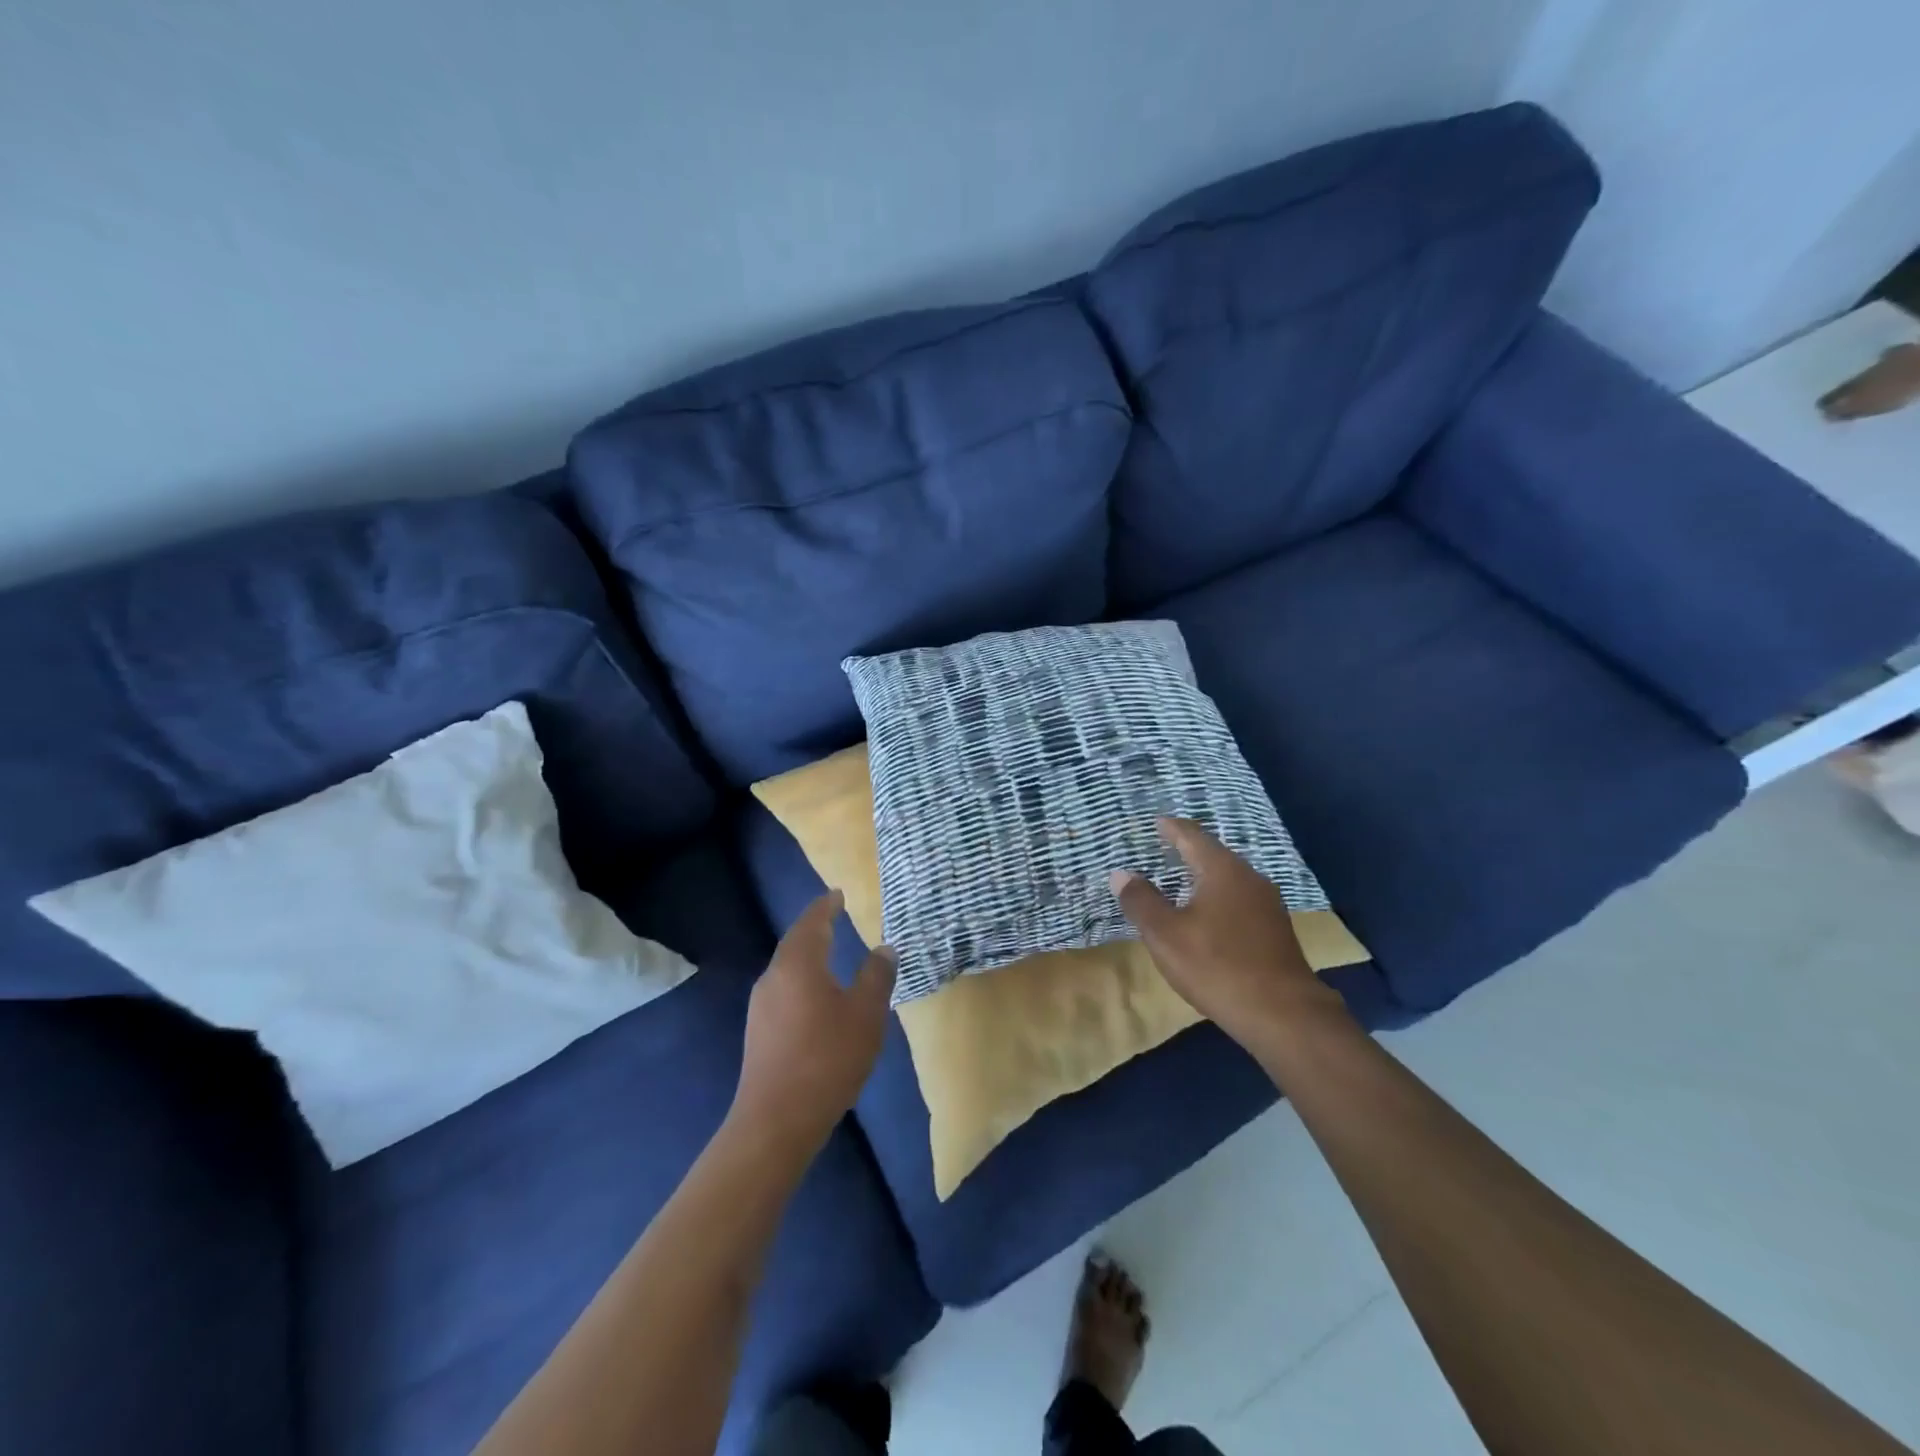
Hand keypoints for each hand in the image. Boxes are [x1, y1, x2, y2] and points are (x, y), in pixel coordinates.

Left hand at [733, 891, 895, 1152]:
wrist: (777, 1120)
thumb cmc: (828, 1058)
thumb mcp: (866, 1014)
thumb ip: (877, 976)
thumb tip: (884, 947)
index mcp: (799, 964)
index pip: (812, 922)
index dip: (826, 906)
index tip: (837, 894)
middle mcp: (774, 977)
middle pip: (795, 942)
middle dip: (815, 927)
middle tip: (834, 916)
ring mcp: (762, 1006)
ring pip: (787, 967)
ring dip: (808, 954)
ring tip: (829, 951)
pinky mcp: (759, 1031)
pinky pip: (784, 990)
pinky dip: (802, 979)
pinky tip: (816, 996)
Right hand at [1110, 817, 1352, 1048]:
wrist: (1283, 1014)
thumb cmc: (1216, 966)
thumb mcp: (1165, 934)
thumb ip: (1141, 901)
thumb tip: (1121, 874)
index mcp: (1222, 870)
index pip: (1192, 836)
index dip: (1171, 828)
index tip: (1156, 822)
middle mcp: (1249, 877)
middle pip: (1213, 854)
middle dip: (1187, 849)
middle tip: (1163, 848)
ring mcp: (1267, 904)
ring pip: (1228, 877)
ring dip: (1203, 875)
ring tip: (1181, 879)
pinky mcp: (1275, 929)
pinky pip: (1239, 899)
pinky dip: (1217, 896)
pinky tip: (1207, 914)